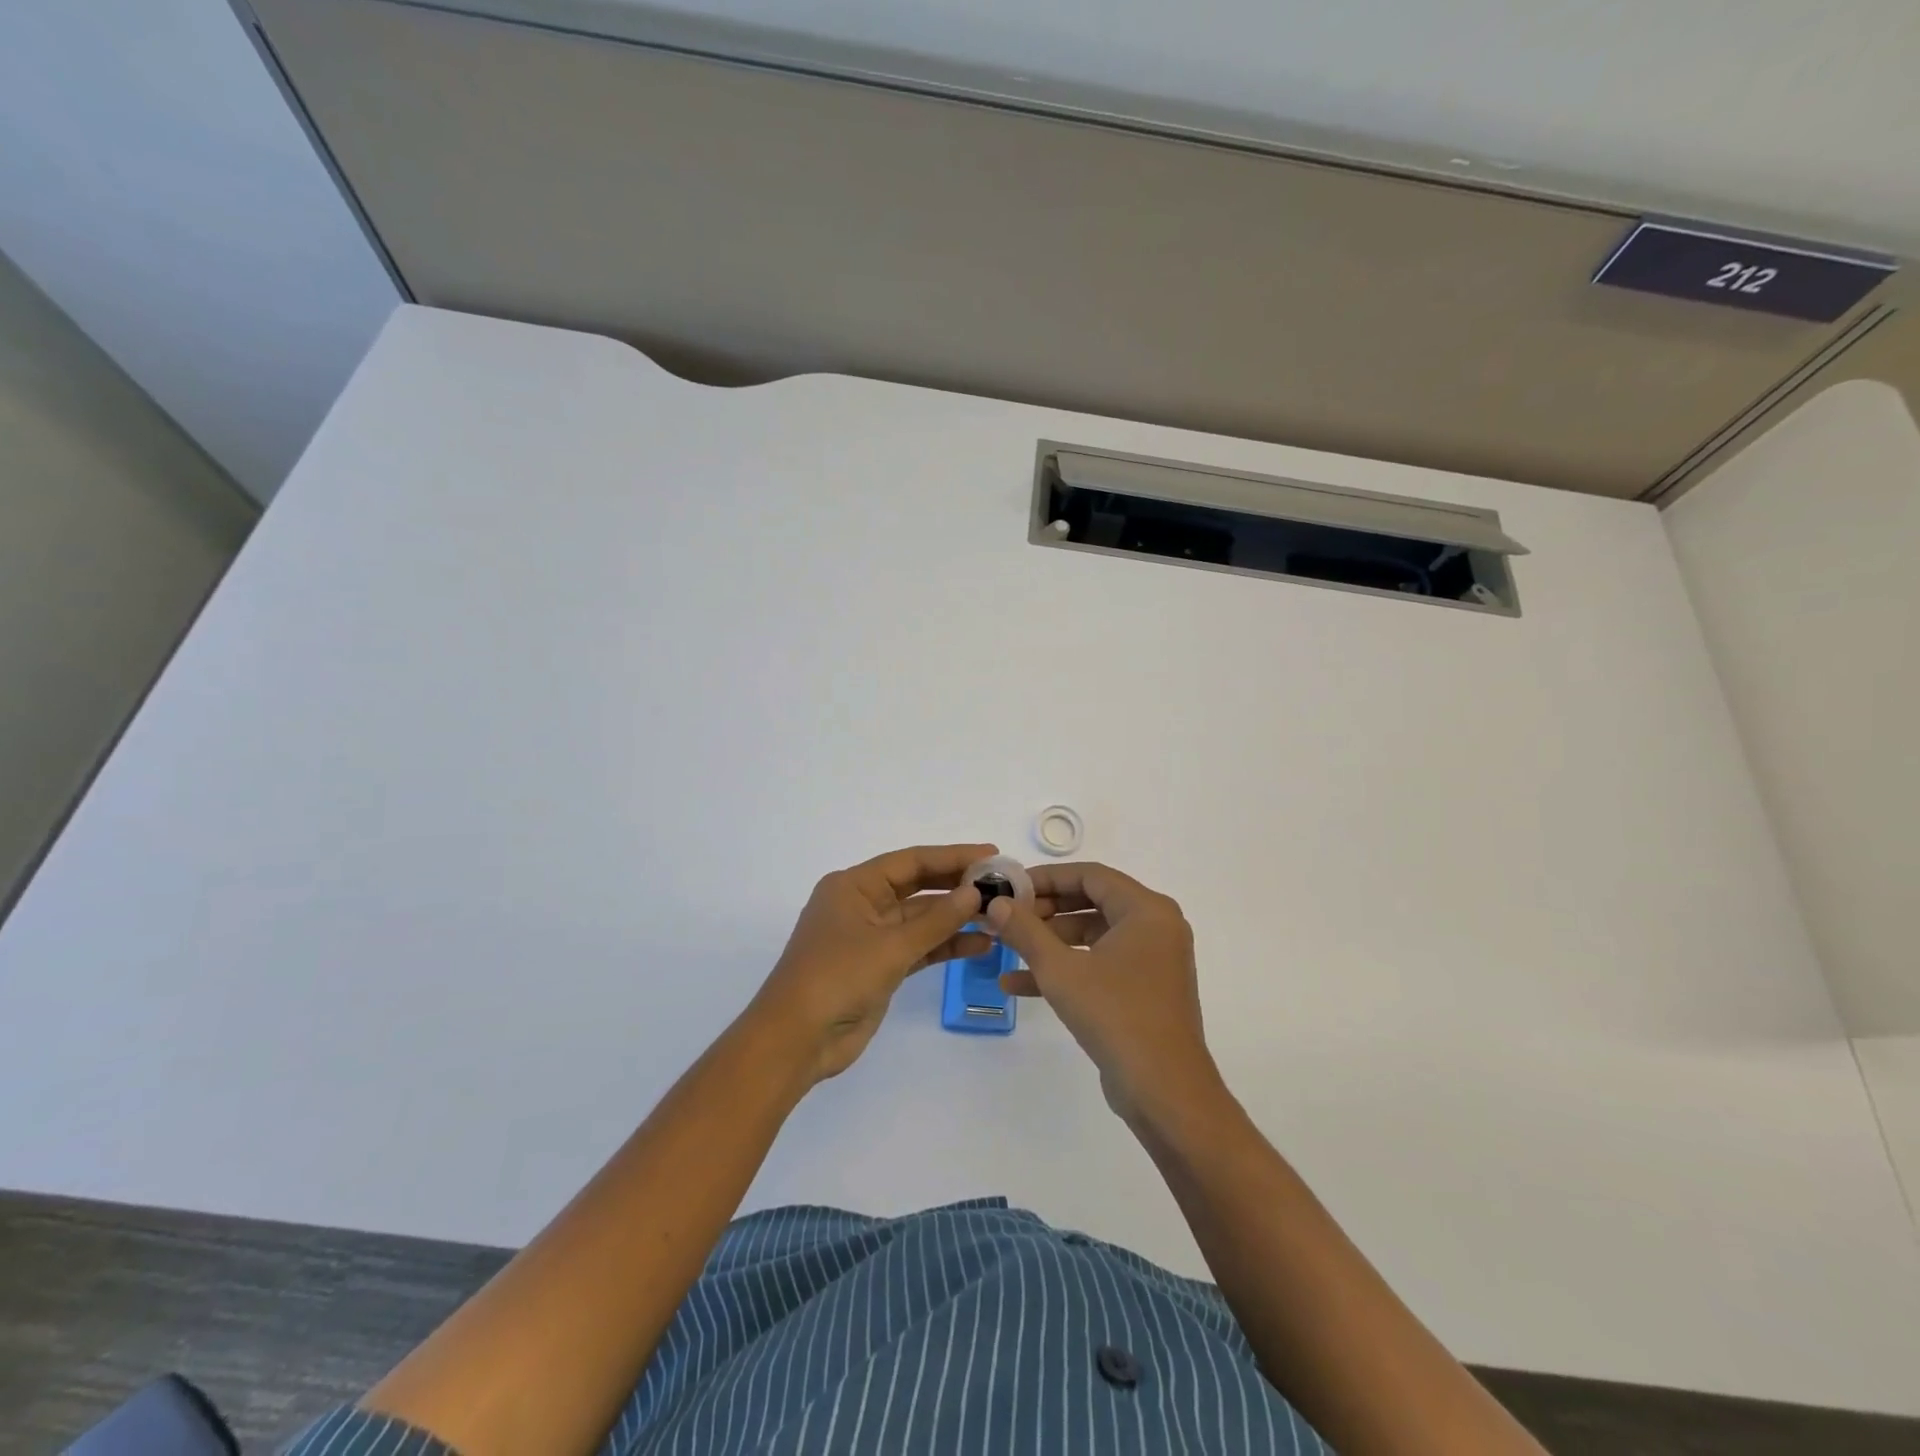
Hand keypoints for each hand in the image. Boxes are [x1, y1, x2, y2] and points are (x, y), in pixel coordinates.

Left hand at [749, 843, 993, 1083]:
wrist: (796, 1040)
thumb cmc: (836, 978)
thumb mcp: (890, 946)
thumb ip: (936, 920)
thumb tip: (974, 892)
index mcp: (854, 886)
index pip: (911, 861)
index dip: (952, 856)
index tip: (992, 855)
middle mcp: (862, 904)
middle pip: (917, 886)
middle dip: (957, 885)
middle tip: (1001, 883)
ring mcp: (871, 937)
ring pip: (921, 919)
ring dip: (956, 919)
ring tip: (999, 916)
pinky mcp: (879, 967)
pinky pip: (919, 947)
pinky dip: (945, 946)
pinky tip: (980, 945)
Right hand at [988, 862, 1220, 1125]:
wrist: (1164, 1091)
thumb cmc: (1116, 1016)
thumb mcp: (1060, 970)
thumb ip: (1025, 931)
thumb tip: (996, 904)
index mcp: (1147, 910)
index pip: (1090, 875)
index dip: (1046, 878)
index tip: (1010, 887)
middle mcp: (1155, 927)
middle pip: (1091, 902)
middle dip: (1045, 910)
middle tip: (1006, 917)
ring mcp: (1152, 960)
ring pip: (1093, 935)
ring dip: (1049, 942)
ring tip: (1006, 947)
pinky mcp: (1144, 990)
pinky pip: (1100, 964)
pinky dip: (1066, 969)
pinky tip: (1018, 984)